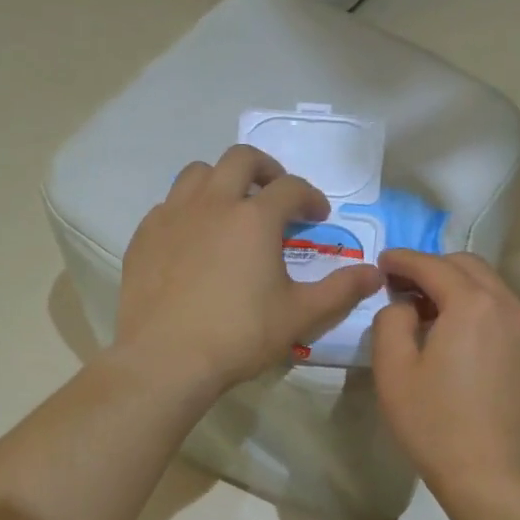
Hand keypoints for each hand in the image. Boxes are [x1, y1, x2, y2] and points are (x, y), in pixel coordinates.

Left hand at [114, 145, 383, 390]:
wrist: (164, 358)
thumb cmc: (238, 335)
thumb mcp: (299, 315)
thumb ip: (340, 290)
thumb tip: (374, 273)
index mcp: (254, 218)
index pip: (291, 188)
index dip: (310, 197)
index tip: (317, 216)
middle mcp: (213, 203)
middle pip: (241, 160)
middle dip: (266, 169)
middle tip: (275, 194)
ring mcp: (173, 216)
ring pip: (198, 173)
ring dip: (221, 180)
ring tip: (232, 207)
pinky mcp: (144, 236)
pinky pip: (169, 204)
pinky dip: (188, 208)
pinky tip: (194, 238)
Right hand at [371, 249, 519, 495]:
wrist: (493, 477)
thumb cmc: (435, 423)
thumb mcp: (393, 370)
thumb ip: (391, 320)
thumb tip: (405, 305)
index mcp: (472, 304)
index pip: (432, 265)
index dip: (403, 260)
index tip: (382, 262)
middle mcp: (508, 306)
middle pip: (468, 266)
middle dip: (433, 267)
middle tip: (402, 286)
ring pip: (490, 288)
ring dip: (457, 287)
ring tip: (428, 312)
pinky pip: (504, 312)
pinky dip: (478, 308)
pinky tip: (458, 336)